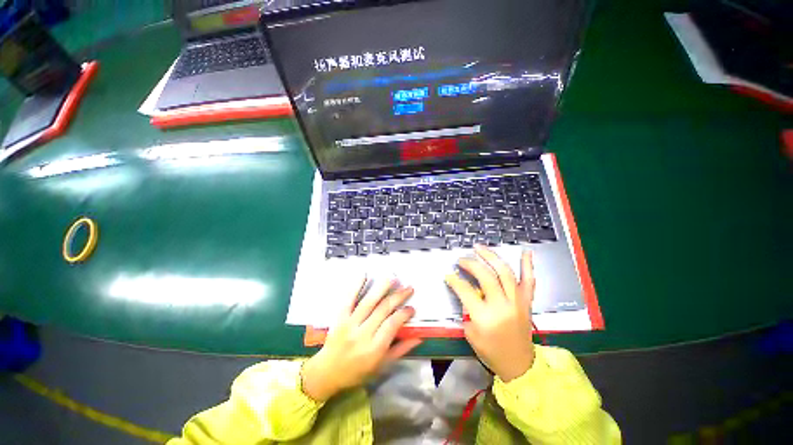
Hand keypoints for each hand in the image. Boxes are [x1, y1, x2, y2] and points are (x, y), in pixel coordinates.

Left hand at [301, 278, 421, 401]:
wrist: (327, 372)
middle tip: (408, 288)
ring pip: (368, 302)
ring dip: (382, 288)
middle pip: (383, 310)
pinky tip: (364, 275)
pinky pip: (348, 300)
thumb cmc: (357, 372)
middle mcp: (363, 334)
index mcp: (374, 348)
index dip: (404, 313)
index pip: (393, 324)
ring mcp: (350, 324)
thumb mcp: (381, 366)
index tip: (412, 307)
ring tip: (393, 278)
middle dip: (398, 296)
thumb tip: (418, 337)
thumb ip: (400, 350)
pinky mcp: (339, 317)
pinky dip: (356, 286)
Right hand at [445, 246, 535, 381]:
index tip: (448, 274)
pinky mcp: (527, 302)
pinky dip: (528, 265)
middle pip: (486, 276)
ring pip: (505, 272)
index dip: (455, 280)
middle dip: (471, 264)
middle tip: (461, 259)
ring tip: (480, 248)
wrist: (519, 364)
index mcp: (485, 317)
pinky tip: (526, 252)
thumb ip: (467, 309)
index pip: (466, 291)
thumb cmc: (491, 351)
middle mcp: (502, 306)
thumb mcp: (470, 333)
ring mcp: (517, 302)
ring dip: (491, 257)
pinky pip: (529, 281)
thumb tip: (465, 290)